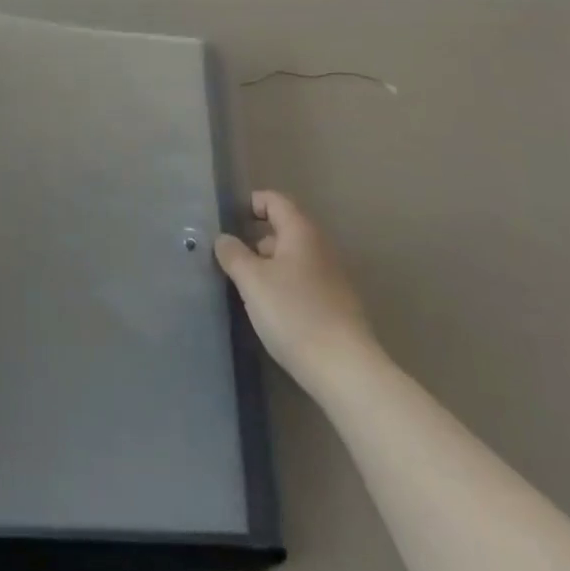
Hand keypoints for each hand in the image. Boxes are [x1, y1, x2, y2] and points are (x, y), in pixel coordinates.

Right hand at [215, 191, 373, 396]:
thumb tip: (223, 239)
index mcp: (301, 232)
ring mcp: (332, 277)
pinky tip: (270, 311)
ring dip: (267, 267)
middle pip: (283, 229)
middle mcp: (320, 247)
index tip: (227, 222)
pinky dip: (283, 286)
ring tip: (245, 289)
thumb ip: (233, 254)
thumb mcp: (252, 281)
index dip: (250, 204)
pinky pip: (302, 282)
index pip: (274, 200)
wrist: (345, 370)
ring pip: (292, 259)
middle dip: (255, 241)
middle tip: (230, 260)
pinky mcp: (336, 305)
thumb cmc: (294, 314)